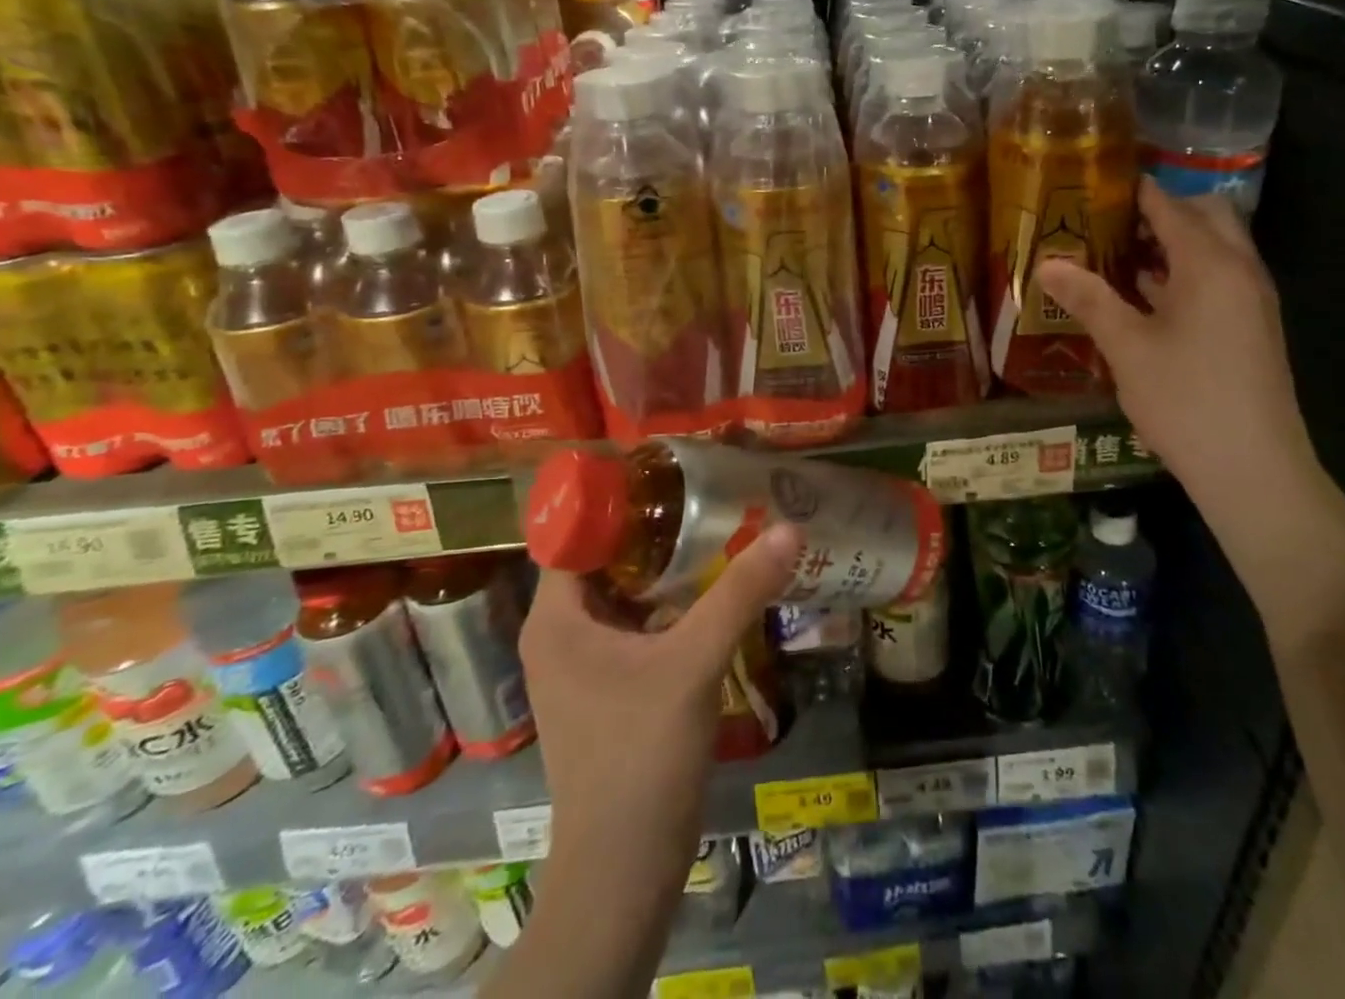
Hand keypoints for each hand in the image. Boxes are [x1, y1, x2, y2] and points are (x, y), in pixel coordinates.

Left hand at [519, 524, 802, 870]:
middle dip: (652, 529)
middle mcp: (559, 634)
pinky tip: (712, 588)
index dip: (618, 500)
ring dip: (664, 566)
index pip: (576, 534)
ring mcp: (582, 664)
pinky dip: (668, 602)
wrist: (623, 871)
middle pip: (604, 559)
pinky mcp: (607, 687)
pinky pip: (635, 624)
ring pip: (623, 593)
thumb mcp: (694, 663)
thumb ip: (740, 592)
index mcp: (556, 619)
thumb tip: (789, 527)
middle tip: (704, 494)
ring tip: (715, 528)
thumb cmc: (641, 756)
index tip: (669, 473)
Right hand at [1037, 180, 1313, 508]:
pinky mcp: (1251, 327)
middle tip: (1108, 223)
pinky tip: (1143, 297)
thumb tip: (1046, 264)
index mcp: (1211, 264)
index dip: (1134, 191)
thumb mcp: (1127, 348)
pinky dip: (1184, 273)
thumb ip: (1089, 299)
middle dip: (1160, 211)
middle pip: (1205, 216)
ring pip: (1214, 249)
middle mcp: (1240, 270)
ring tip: (1115, 254)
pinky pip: (1218, 278)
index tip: (1094, 184)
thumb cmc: (1186, 400)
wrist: (1253, 469)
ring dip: (1172, 243)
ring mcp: (1251, 300)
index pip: (1171, 206)